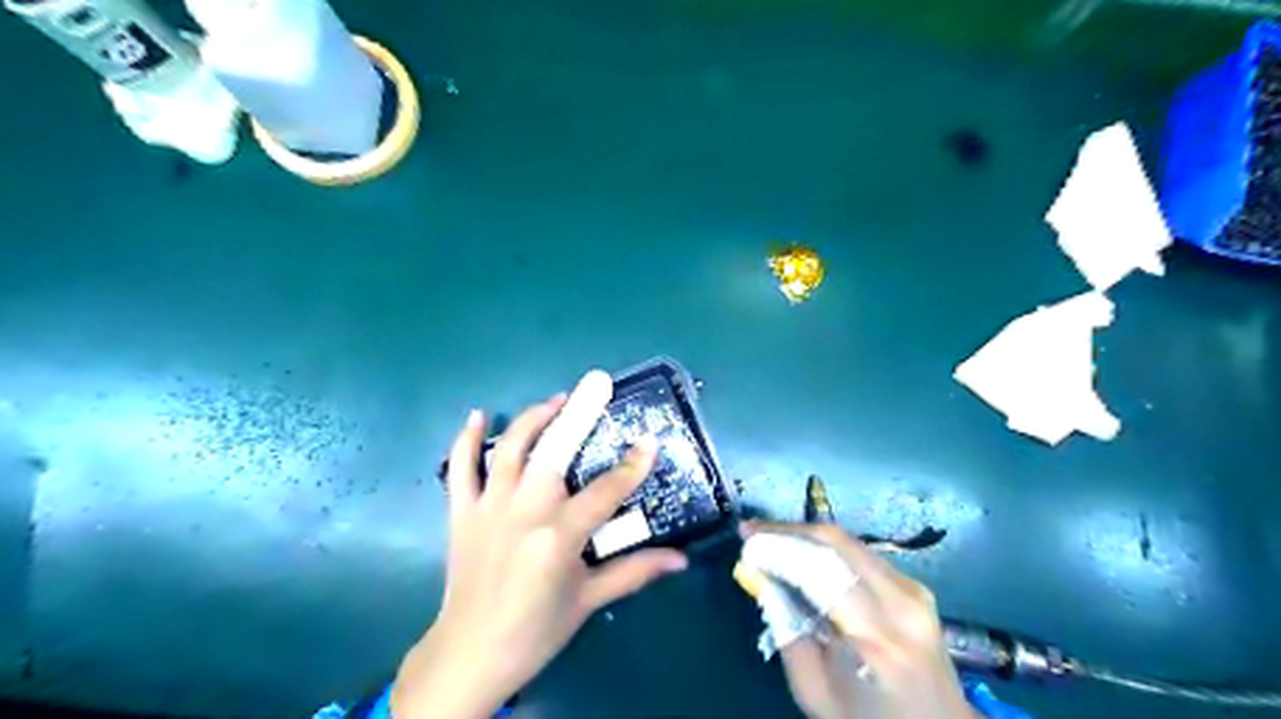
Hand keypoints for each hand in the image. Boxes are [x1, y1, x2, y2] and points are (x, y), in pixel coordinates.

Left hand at [394, 371, 684, 717]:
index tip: (649, 441)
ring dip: (533, 418)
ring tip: (556, 399)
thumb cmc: (536, 629)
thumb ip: (634, 571)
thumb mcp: (589, 600)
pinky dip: (467, 440)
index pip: (606, 491)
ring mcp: (489, 508)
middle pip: (555, 452)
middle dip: (579, 415)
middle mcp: (524, 511)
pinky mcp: (462, 512)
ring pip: (511, 450)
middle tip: (596, 385)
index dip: (632, 466)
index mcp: (559, 536)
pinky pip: (460, 468)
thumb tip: (680, 559)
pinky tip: (479, 416)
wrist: (470, 653)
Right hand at [741, 523, 983, 718]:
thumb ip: (786, 629)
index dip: (779, 547)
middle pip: (837, 544)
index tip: (745, 540)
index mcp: (875, 641)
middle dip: (788, 529)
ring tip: (770, 537)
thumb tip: (760, 576)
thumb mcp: (813, 691)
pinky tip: (803, 552)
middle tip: (752, 529)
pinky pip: (862, 554)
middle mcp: (900, 605)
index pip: (820, 571)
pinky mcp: (916, 587)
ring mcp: (914, 592)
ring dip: (805, 535)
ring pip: (849, 542)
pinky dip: (826, 548)